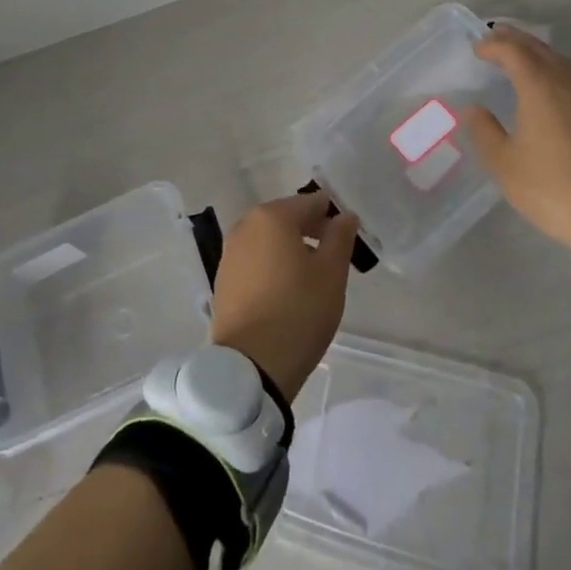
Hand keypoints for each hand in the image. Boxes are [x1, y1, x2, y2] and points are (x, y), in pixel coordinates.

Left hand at [210, 194, 359, 399]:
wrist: (250, 366)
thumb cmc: (298, 312)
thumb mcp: (331, 274)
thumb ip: (340, 237)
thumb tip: (344, 215)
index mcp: (272, 216)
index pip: (310, 203)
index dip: (332, 215)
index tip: (347, 237)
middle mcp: (246, 225)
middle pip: (286, 217)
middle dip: (311, 230)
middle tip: (333, 257)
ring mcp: (230, 252)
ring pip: (269, 239)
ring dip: (290, 248)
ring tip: (311, 277)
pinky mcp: (223, 278)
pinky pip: (255, 259)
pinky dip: (272, 265)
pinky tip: (286, 290)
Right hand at [463, 26, 570, 281]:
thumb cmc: (550, 188)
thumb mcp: (504, 163)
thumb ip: (484, 130)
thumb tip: (474, 109)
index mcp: (540, 88)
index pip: (513, 51)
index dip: (492, 45)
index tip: (475, 49)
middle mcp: (566, 83)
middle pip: (539, 48)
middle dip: (515, 39)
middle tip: (493, 37)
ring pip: (559, 60)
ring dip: (536, 52)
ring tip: (517, 55)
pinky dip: (553, 68)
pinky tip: (548, 84)